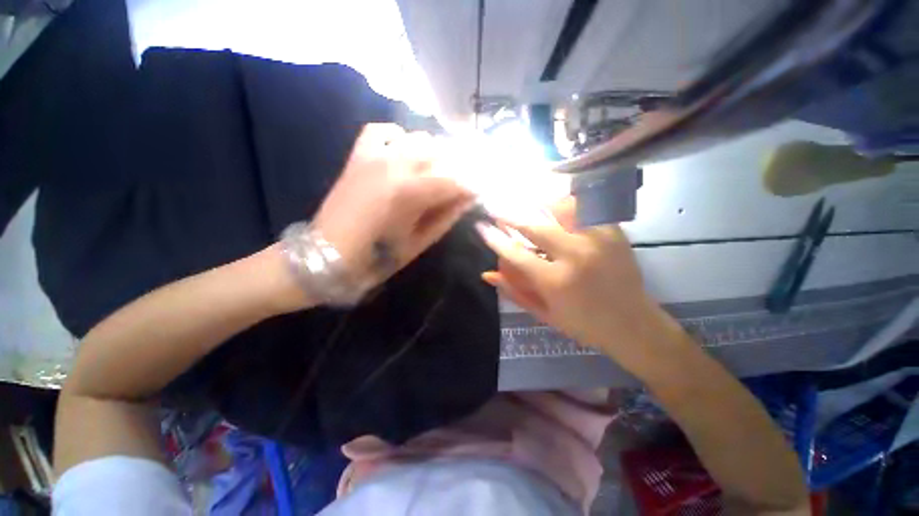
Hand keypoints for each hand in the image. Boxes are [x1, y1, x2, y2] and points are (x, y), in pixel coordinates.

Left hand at [313, 124, 473, 290]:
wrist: (328, 254)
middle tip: (458, 188)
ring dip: (433, 155)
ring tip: (433, 175)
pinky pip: (383, 130)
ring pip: (419, 138)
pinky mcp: (359, 154)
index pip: (455, 179)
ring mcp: (374, 155)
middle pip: (441, 153)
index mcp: (410, 192)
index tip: (479, 193)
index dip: (472, 185)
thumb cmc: (378, 257)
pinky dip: (399, 137)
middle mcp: (395, 164)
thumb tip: (469, 198)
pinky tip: (403, 153)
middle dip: (456, 170)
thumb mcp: (420, 242)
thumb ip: (447, 216)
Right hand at [478, 198, 673, 366]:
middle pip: (534, 226)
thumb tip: (487, 274)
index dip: (495, 239)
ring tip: (523, 194)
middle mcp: (576, 256)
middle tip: (494, 204)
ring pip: (562, 207)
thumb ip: (514, 292)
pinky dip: (568, 200)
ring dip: (538, 199)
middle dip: (509, 214)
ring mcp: (598, 240)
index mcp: (556, 282)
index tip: (481, 227)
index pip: (516, 254)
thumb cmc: (584, 324)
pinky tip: (555, 199)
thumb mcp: (545, 314)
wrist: (635, 325)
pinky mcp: (614, 233)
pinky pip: (587, 207)